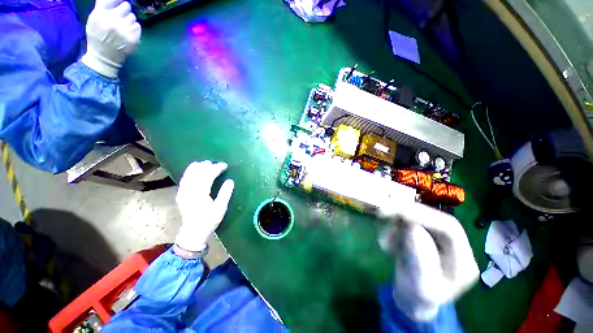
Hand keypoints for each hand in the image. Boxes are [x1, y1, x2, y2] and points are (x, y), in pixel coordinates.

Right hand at [81, 0, 140, 77]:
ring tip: (123, 28)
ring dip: (130, 21)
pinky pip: (138, 27)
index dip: (119, 3)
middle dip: (125, 11)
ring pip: (133, 17)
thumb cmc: (97, 36)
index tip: (119, 7)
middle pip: (127, 6)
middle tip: (121, 19)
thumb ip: (104, 5)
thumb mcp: (95, 18)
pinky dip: (135, 29)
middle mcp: (112, 20)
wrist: (103, 57)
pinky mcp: (133, 38)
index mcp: (100, 14)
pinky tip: (128, 34)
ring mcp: (124, 29)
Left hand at [174, 161, 233, 251]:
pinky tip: (194, 169)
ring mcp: (182, 192)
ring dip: (198, 167)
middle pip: (197, 172)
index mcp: (200, 194)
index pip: (208, 175)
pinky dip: (190, 171)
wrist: (193, 232)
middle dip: (207, 165)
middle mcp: (189, 190)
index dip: (216, 168)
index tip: (225, 165)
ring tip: (206, 163)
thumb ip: (225, 193)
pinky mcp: (180, 193)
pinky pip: (184, 178)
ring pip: (188, 174)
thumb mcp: (221, 208)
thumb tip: (230, 180)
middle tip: (217, 163)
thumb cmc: (209, 220)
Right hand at [379, 203, 478, 320]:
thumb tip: (412, 227)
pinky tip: (389, 246)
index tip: (400, 211)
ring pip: (416, 219)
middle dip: (407, 215)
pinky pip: (406, 224)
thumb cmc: (418, 297)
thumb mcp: (420, 286)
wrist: (412, 297)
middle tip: (383, 212)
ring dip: (396, 225)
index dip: (425, 216)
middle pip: (432, 219)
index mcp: (463, 262)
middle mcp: (454, 246)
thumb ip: (420, 259)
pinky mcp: (424, 235)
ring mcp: (438, 239)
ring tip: (386, 244)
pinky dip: (393, 230)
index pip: (449, 229)